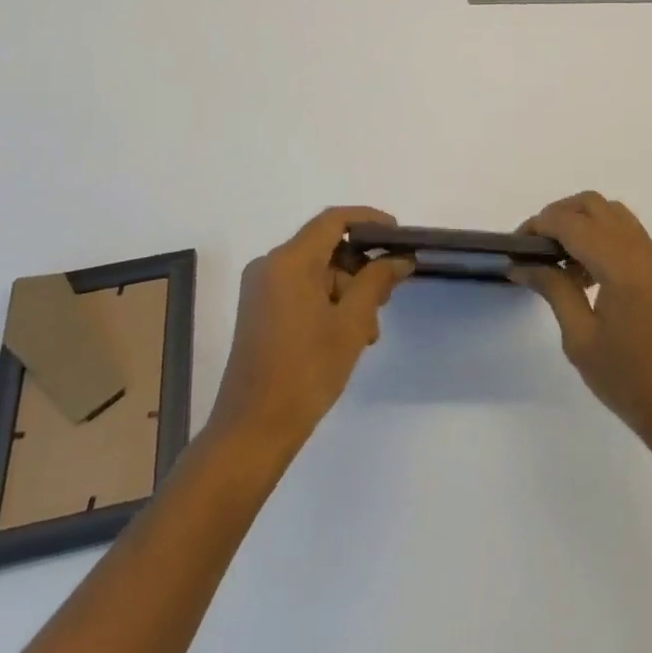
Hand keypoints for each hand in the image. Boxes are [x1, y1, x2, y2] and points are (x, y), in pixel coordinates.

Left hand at [205, 206, 413, 453]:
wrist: (251, 433)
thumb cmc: (305, 373)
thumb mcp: (350, 324)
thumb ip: (376, 281)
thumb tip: (399, 258)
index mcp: (289, 261)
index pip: (334, 220)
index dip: (369, 220)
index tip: (397, 236)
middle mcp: (270, 265)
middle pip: (325, 247)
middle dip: (360, 267)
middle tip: (387, 296)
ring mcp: (261, 288)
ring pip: (316, 271)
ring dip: (347, 291)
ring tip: (368, 331)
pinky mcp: (259, 310)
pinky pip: (301, 289)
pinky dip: (327, 302)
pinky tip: (347, 335)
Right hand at [514, 192, 651, 446]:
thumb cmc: (630, 381)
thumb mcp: (580, 339)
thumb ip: (554, 290)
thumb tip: (524, 265)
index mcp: (620, 264)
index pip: (571, 223)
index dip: (539, 225)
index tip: (516, 246)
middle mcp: (641, 250)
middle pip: (593, 205)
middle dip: (560, 215)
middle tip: (537, 246)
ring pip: (613, 215)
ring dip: (583, 223)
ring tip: (562, 262)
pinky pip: (629, 235)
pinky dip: (603, 238)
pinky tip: (589, 276)